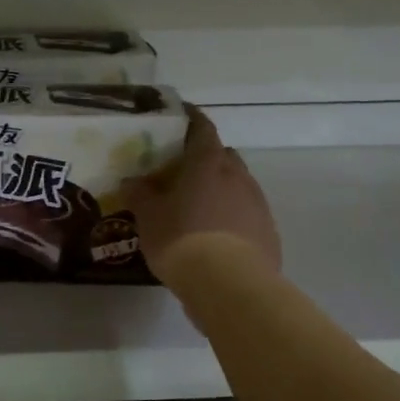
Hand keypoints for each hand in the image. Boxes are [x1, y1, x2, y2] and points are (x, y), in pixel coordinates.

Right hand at [121, 107, 281, 288]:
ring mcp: (257, 203)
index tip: (181, 116)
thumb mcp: (149, 217)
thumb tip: (131, 181)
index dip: (191, 119)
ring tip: (198, 207)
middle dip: (205, 158)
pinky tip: (216, 235)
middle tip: (182, 171)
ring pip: (238, 185)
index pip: (202, 128)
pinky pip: (247, 214)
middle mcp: (237, 176)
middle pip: (223, 155)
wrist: (229, 284)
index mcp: (207, 163)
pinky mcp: (268, 231)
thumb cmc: (182, 239)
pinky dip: (232, 216)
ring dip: (220, 189)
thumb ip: (140, 195)